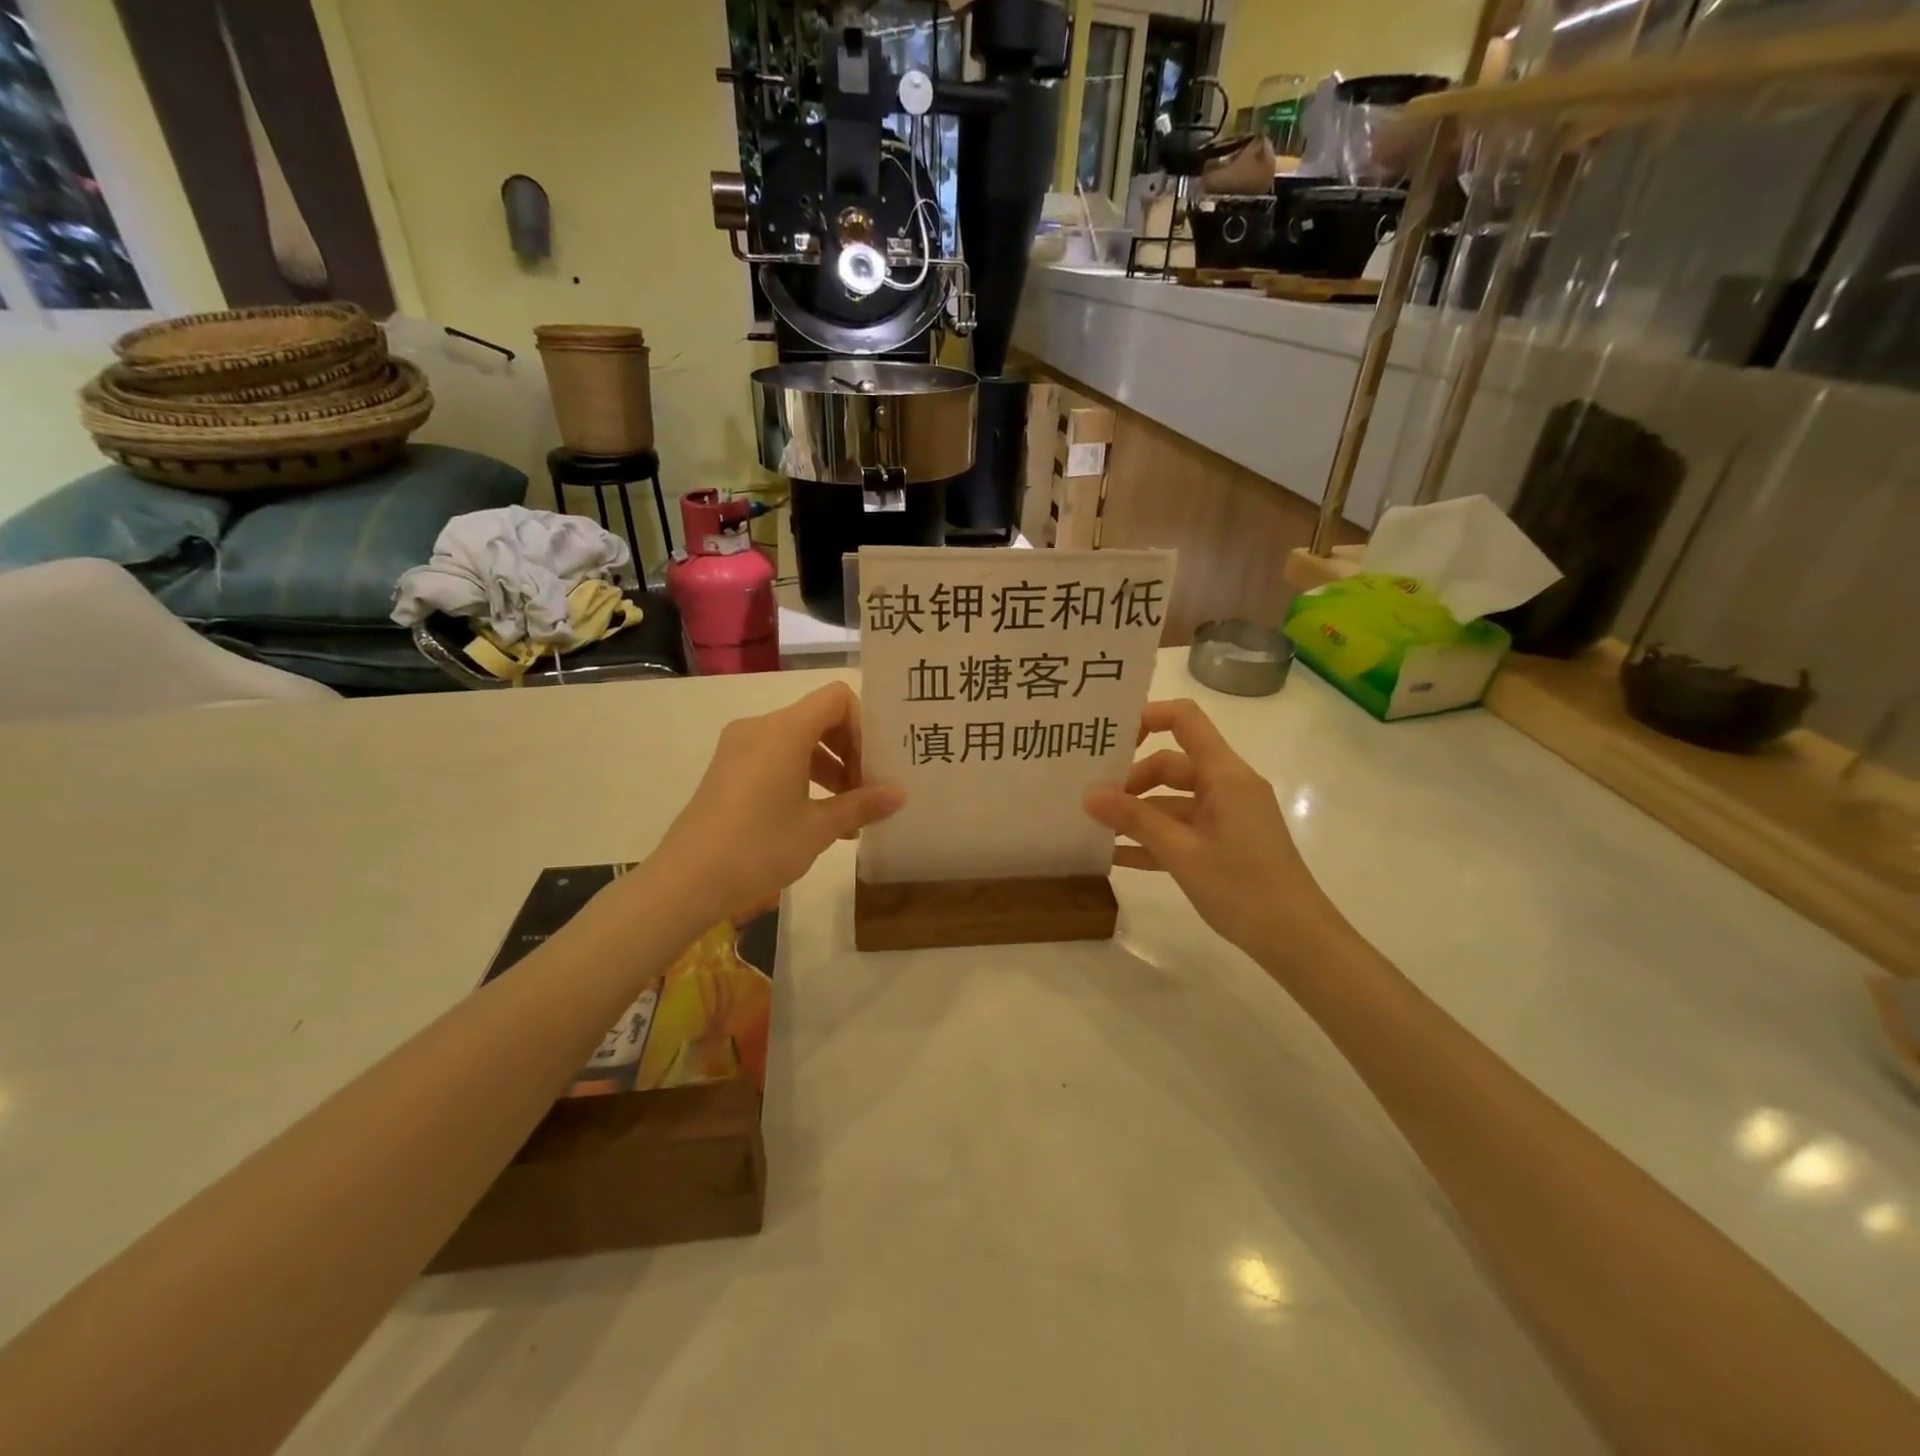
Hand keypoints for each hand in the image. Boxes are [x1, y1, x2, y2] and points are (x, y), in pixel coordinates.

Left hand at [650, 683, 903, 924]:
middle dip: (850, 751)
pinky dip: (802, 777)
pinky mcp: (727, 771)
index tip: (874, 766)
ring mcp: (738, 748)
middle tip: (869, 791)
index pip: (837, 699)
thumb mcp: (818, 828)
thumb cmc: (759, 847)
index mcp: (784, 730)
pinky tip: (816, 818)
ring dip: (829, 769)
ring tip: (849, 814)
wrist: (685, 882)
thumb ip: (861, 805)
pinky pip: (775, 758)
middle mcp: (760, 727)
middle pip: (819, 718)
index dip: (864, 725)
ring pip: (798, 741)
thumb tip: (899, 794)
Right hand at [1085, 698, 1336, 958]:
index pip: (1185, 720)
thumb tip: (1089, 794)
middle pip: (1172, 764)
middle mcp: (1227, 786)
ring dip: (1138, 812)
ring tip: (1095, 827)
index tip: (1109, 740)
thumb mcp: (1181, 852)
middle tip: (1092, 800)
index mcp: (1225, 775)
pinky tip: (1117, 855)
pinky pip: (1183, 829)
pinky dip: (1154, 837)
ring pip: (1173, 800)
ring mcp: (1228, 816)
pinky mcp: (1226, 843)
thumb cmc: (1243, 887)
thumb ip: (1134, 819)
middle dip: (1132, 779)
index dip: (1147, 717)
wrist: (1297, 940)